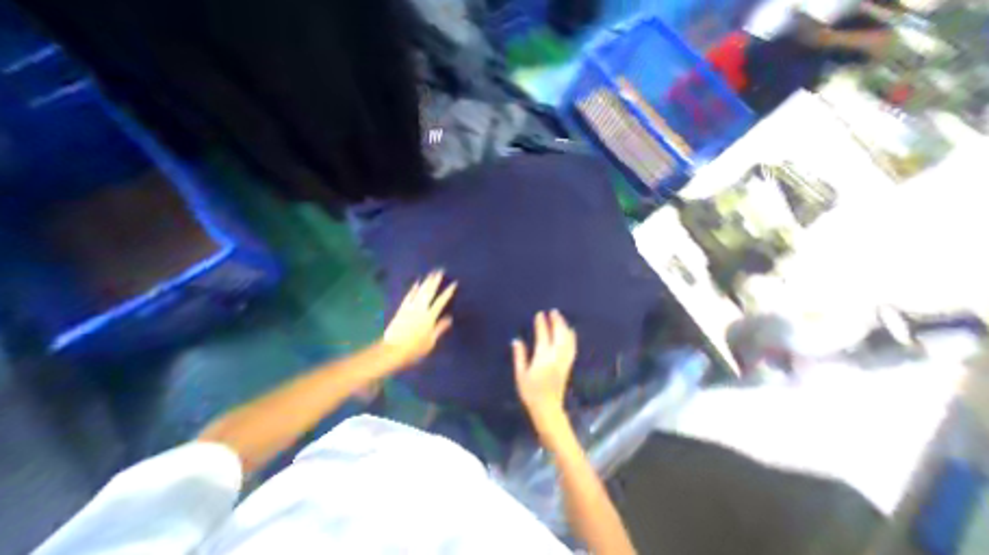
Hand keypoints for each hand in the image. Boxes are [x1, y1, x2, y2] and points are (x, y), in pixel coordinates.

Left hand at [383, 271, 457, 366]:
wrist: (392, 350)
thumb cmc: (414, 349)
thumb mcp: (431, 342)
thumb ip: (440, 328)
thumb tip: (449, 318)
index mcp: (429, 317)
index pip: (441, 301)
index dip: (448, 292)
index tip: (454, 283)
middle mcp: (420, 309)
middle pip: (429, 292)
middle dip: (435, 281)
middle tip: (440, 270)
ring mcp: (410, 308)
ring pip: (420, 292)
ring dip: (426, 282)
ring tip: (431, 273)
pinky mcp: (402, 310)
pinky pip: (409, 296)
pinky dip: (413, 289)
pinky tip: (416, 283)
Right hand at [510, 311, 580, 420]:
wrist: (548, 409)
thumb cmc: (531, 392)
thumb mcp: (521, 375)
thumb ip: (519, 356)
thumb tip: (516, 340)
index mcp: (542, 358)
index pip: (543, 336)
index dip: (541, 324)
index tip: (540, 314)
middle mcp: (555, 357)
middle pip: (558, 335)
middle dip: (557, 322)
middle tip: (554, 311)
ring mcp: (563, 361)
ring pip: (567, 340)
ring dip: (564, 327)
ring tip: (561, 318)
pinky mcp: (568, 366)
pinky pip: (572, 348)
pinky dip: (572, 338)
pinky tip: (571, 332)